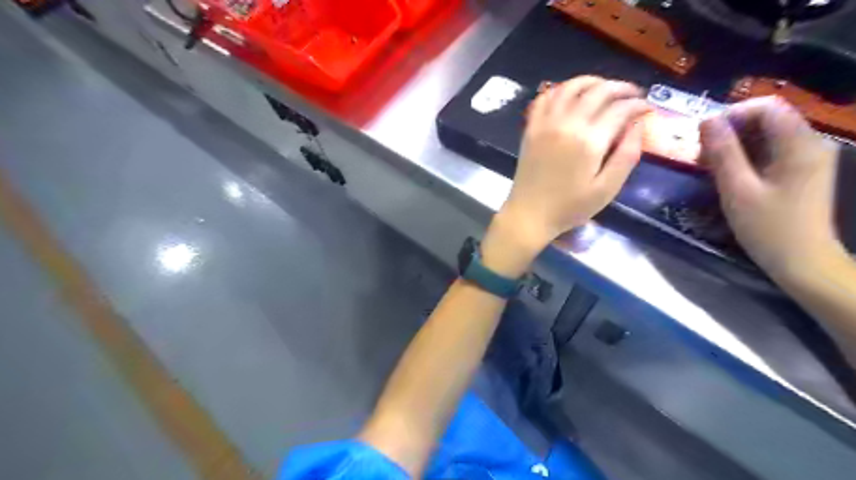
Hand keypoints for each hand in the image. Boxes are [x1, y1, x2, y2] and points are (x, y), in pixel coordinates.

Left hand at [481, 77, 649, 274]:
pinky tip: (570, 95)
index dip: (638, 104)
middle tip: (632, 94)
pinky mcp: (531, 129)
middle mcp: (567, 124)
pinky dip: (559, 90)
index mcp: (589, 141)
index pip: (620, 109)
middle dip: (620, 88)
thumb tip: (638, 125)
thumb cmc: (569, 207)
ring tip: (605, 88)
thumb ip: (626, 155)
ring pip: (569, 87)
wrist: (529, 215)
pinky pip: (544, 98)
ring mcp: (545, 124)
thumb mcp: (606, 189)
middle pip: (598, 91)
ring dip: (591, 81)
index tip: (647, 108)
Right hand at [701, 95, 840, 280]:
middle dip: (730, 132)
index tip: (704, 136)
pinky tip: (728, 175)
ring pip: (766, 136)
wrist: (802, 261)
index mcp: (799, 144)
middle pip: (766, 119)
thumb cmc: (768, 227)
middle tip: (701, 156)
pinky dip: (745, 157)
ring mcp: (807, 158)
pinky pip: (770, 151)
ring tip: (709, 167)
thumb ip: (723, 152)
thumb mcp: (737, 189)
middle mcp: (809, 143)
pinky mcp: (801, 171)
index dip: (732, 114)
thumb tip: (706, 120)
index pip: (767, 107)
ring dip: (734, 146)